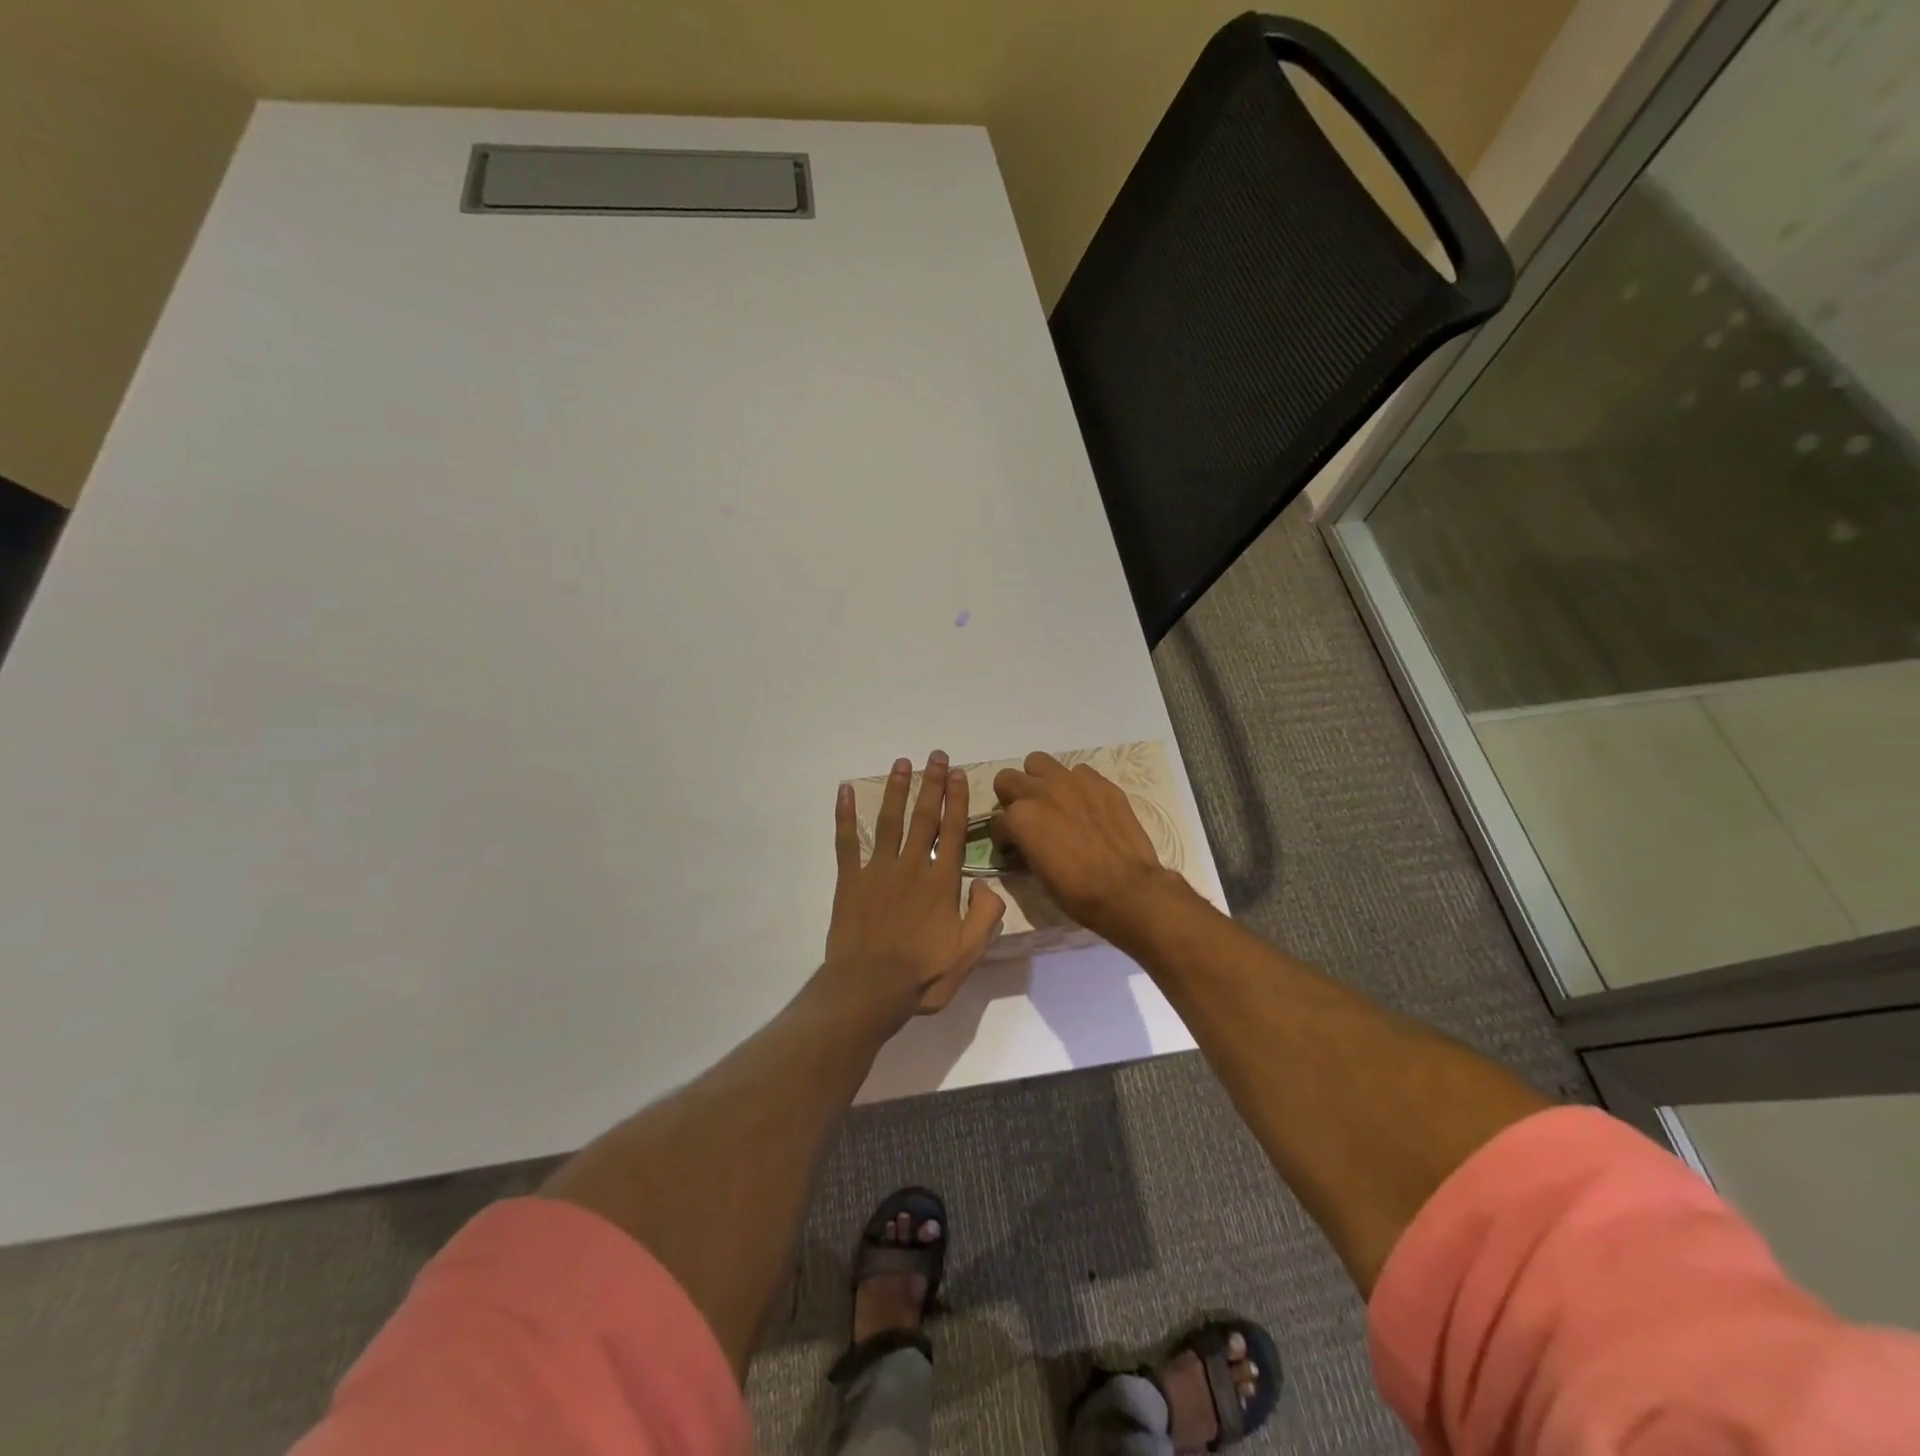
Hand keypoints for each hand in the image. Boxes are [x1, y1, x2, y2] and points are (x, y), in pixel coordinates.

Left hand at [827, 751, 1005, 1017]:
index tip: (958, 774)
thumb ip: (986, 915)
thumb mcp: (969, 953)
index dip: (957, 800)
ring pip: (889, 820)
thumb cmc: (923, 975)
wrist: (869, 989)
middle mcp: (912, 866)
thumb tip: (987, 883)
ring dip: (896, 790)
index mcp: (941, 881)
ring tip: (902, 763)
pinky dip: (844, 815)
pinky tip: (844, 791)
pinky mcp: (850, 880)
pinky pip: (846, 841)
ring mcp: (878, 870)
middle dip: (932, 783)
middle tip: (936, 756)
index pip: (952, 830)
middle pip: (924, 816)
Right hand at [990, 752, 1184, 942]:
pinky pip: (1077, 771)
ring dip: (1038, 780)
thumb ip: (1024, 846)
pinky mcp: (1099, 782)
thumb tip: (1023, 841)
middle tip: (1026, 817)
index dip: (1003, 836)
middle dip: (1011, 797)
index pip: (996, 820)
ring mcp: (1071, 782)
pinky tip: (1084, 805)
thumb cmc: (1077, 893)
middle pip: (1007, 779)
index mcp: (1020, 818)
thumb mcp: (1037, 874)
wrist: (1127, 889)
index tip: (1013, 847)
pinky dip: (1075, 785)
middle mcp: (1040, 792)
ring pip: (1038, 762)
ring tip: (1051, 801)